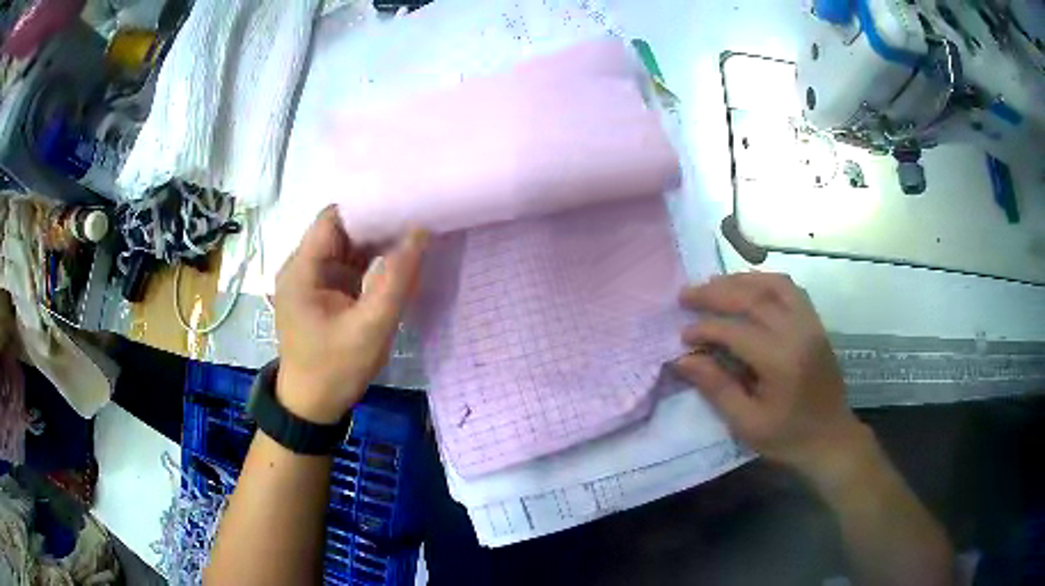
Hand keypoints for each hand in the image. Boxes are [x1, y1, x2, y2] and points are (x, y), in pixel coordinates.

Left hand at [273, 207, 426, 423]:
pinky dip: (372, 261)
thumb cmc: (334, 370)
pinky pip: (349, 266)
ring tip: (414, 234)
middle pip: (341, 229)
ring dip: (377, 242)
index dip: (368, 207)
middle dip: (378, 222)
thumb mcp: (370, 328)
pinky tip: (398, 259)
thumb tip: (420, 233)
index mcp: (303, 269)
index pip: (334, 218)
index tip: (406, 204)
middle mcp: (303, 267)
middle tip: (418, 217)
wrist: (312, 407)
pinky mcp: (324, 293)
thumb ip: (396, 280)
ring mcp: (313, 280)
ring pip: (347, 246)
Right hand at [673, 273, 864, 477]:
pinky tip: (748, 289)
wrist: (831, 438)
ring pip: (773, 285)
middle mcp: (798, 332)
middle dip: (715, 293)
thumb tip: (683, 359)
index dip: (705, 329)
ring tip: (713, 284)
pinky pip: (790, 289)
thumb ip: (717, 388)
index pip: (736, 331)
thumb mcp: (747, 423)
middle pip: (753, 298)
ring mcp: (810, 324)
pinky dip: (765, 282)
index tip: (682, 334)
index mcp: (781, 361)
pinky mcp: (816, 323)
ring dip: (740, 281)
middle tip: (686, 294)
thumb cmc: (787, 437)